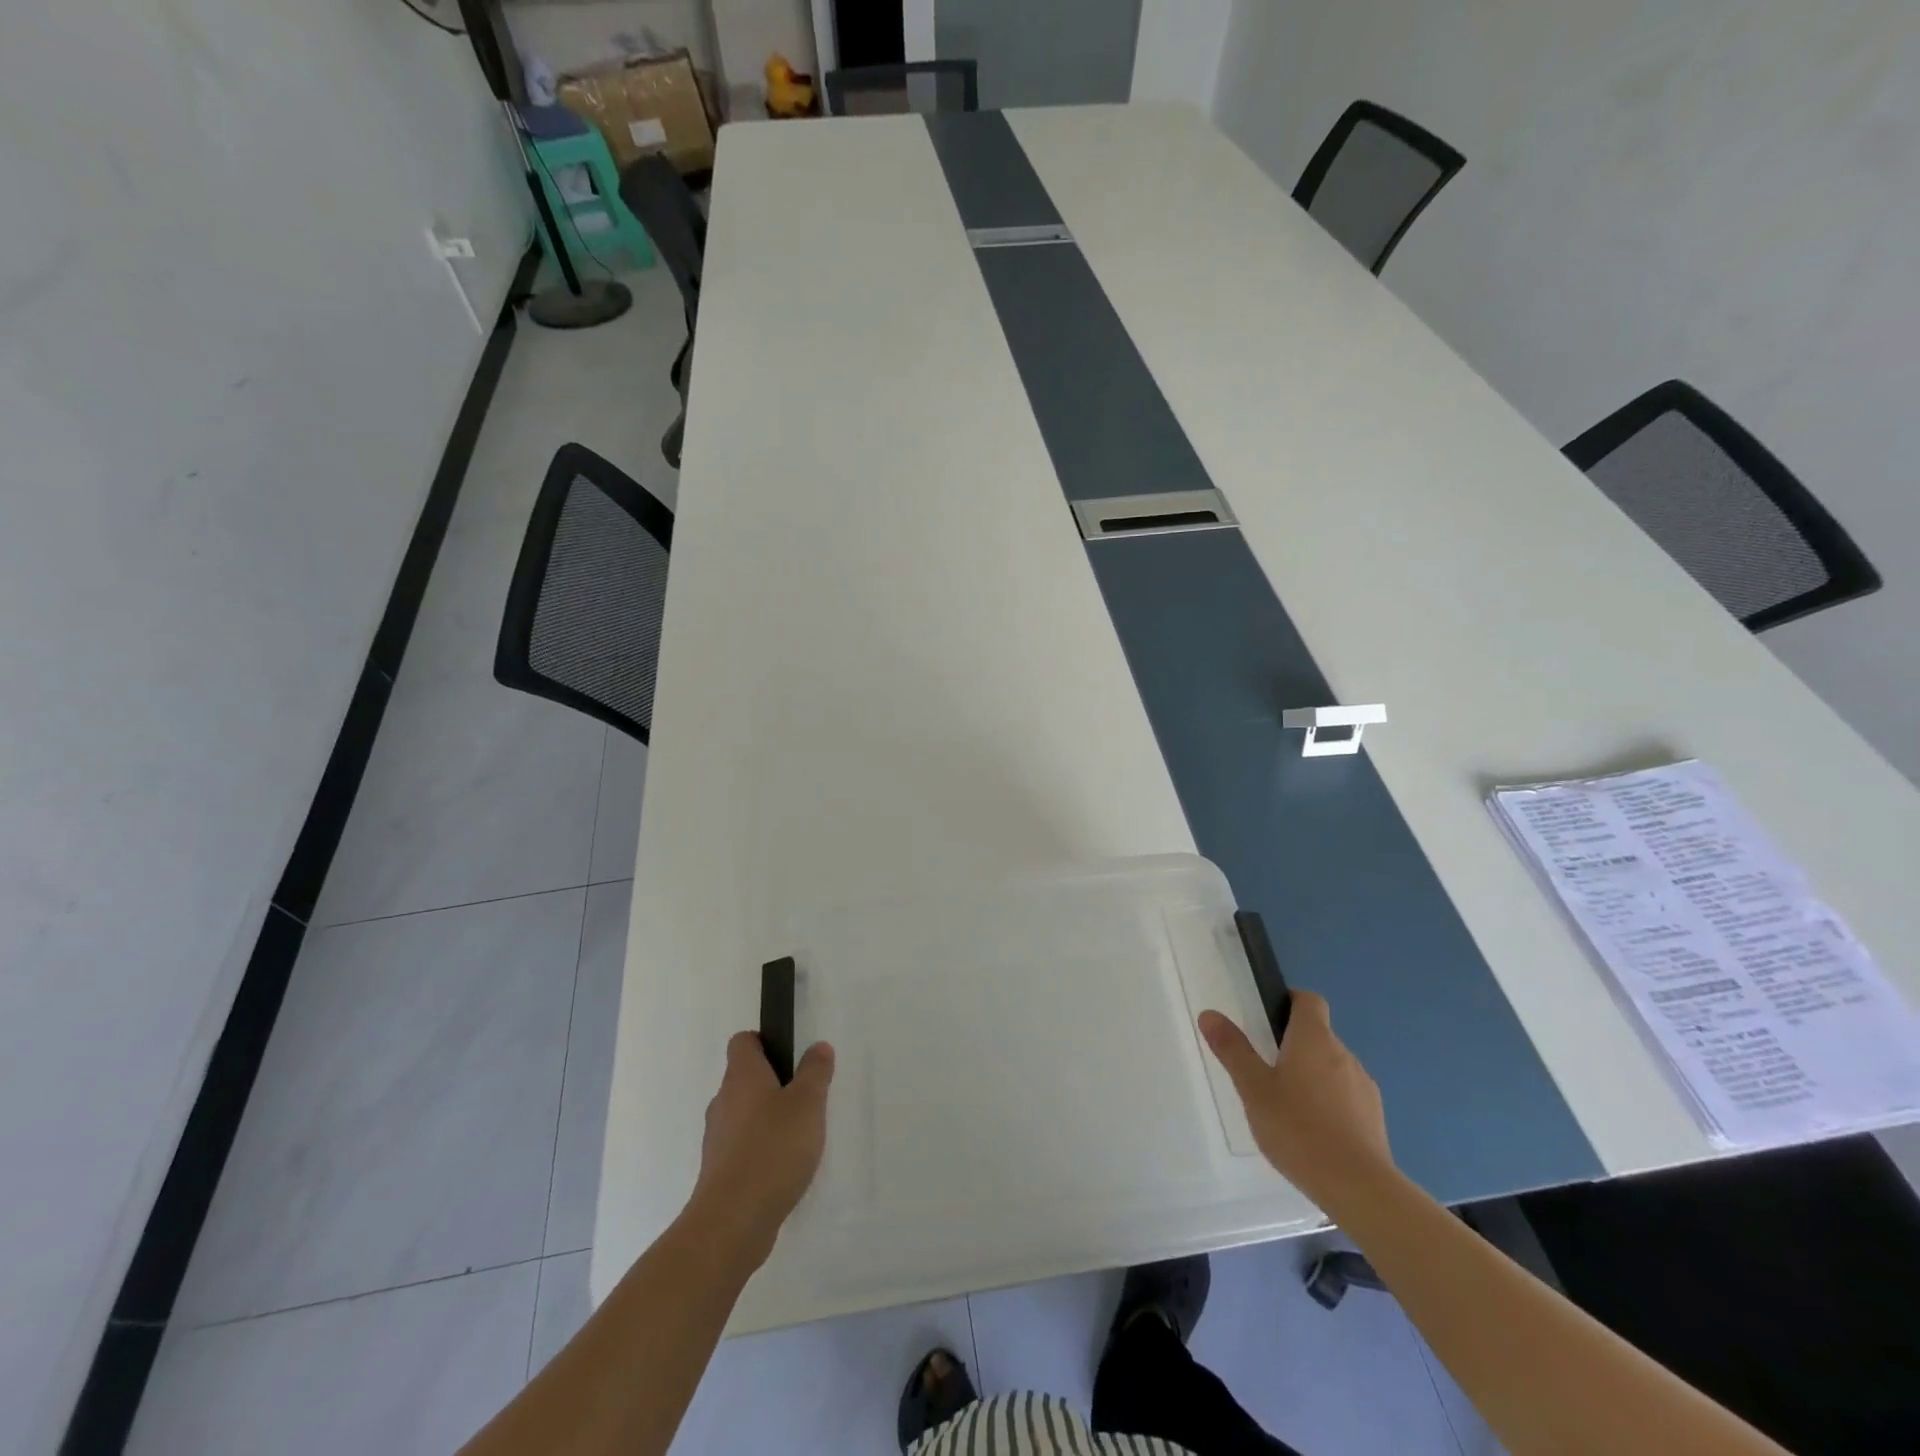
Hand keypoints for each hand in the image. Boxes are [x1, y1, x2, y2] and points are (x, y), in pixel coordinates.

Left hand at [685, 1032, 834, 1267]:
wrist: (732, 1222)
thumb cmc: (773, 1149)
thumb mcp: (807, 1103)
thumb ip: (815, 1072)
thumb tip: (817, 1047)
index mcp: (742, 1076)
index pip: (743, 1042)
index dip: (764, 1042)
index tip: (790, 1056)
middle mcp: (723, 1101)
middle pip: (745, 1079)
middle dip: (773, 1084)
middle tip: (805, 1098)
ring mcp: (717, 1139)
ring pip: (743, 1115)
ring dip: (768, 1119)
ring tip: (800, 1136)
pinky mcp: (719, 1172)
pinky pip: (742, 1148)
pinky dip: (761, 1150)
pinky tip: (784, 1167)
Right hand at [1199, 993, 1394, 1211]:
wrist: (1359, 1188)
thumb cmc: (1298, 1129)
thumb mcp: (1254, 1088)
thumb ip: (1233, 1050)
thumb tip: (1210, 1014)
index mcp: (1314, 1039)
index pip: (1309, 1000)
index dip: (1290, 1002)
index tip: (1268, 1019)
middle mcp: (1343, 1054)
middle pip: (1319, 1035)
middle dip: (1294, 1045)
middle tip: (1266, 1070)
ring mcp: (1364, 1086)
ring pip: (1332, 1067)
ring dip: (1312, 1075)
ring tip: (1287, 1107)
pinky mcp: (1375, 1117)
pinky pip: (1347, 1096)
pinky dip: (1329, 1102)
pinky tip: (1312, 1132)